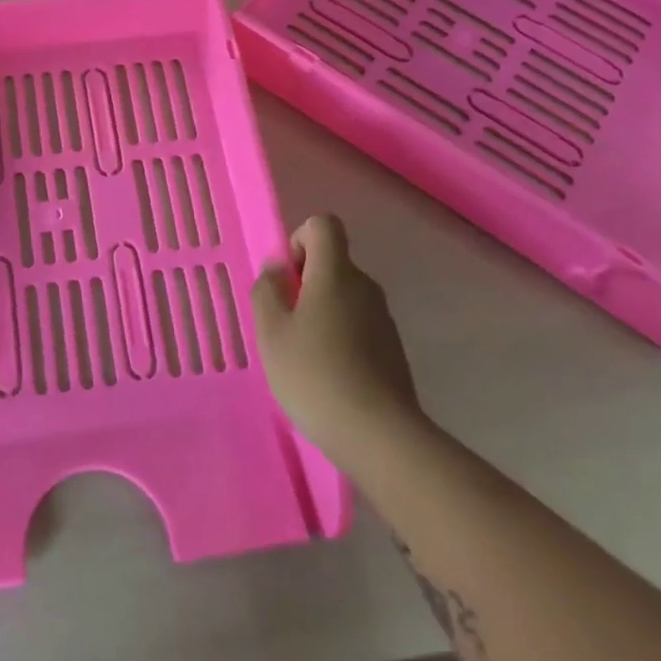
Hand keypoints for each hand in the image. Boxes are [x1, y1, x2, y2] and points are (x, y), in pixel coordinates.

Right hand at [252, 214, 422, 453]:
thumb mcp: (270, 331)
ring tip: (302, 356)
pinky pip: (358, 326)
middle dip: (304, 283)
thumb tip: (278, 270)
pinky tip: (327, 377)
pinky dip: (339, 338)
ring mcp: (383, 320)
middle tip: (283, 324)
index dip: (299, 239)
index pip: (323, 225)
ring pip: (344, 297)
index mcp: (336, 273)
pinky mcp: (392, 350)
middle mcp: (365, 287)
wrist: (379, 436)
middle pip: (333, 263)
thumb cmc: (314, 374)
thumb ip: (267, 290)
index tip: (286, 278)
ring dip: (320, 313)